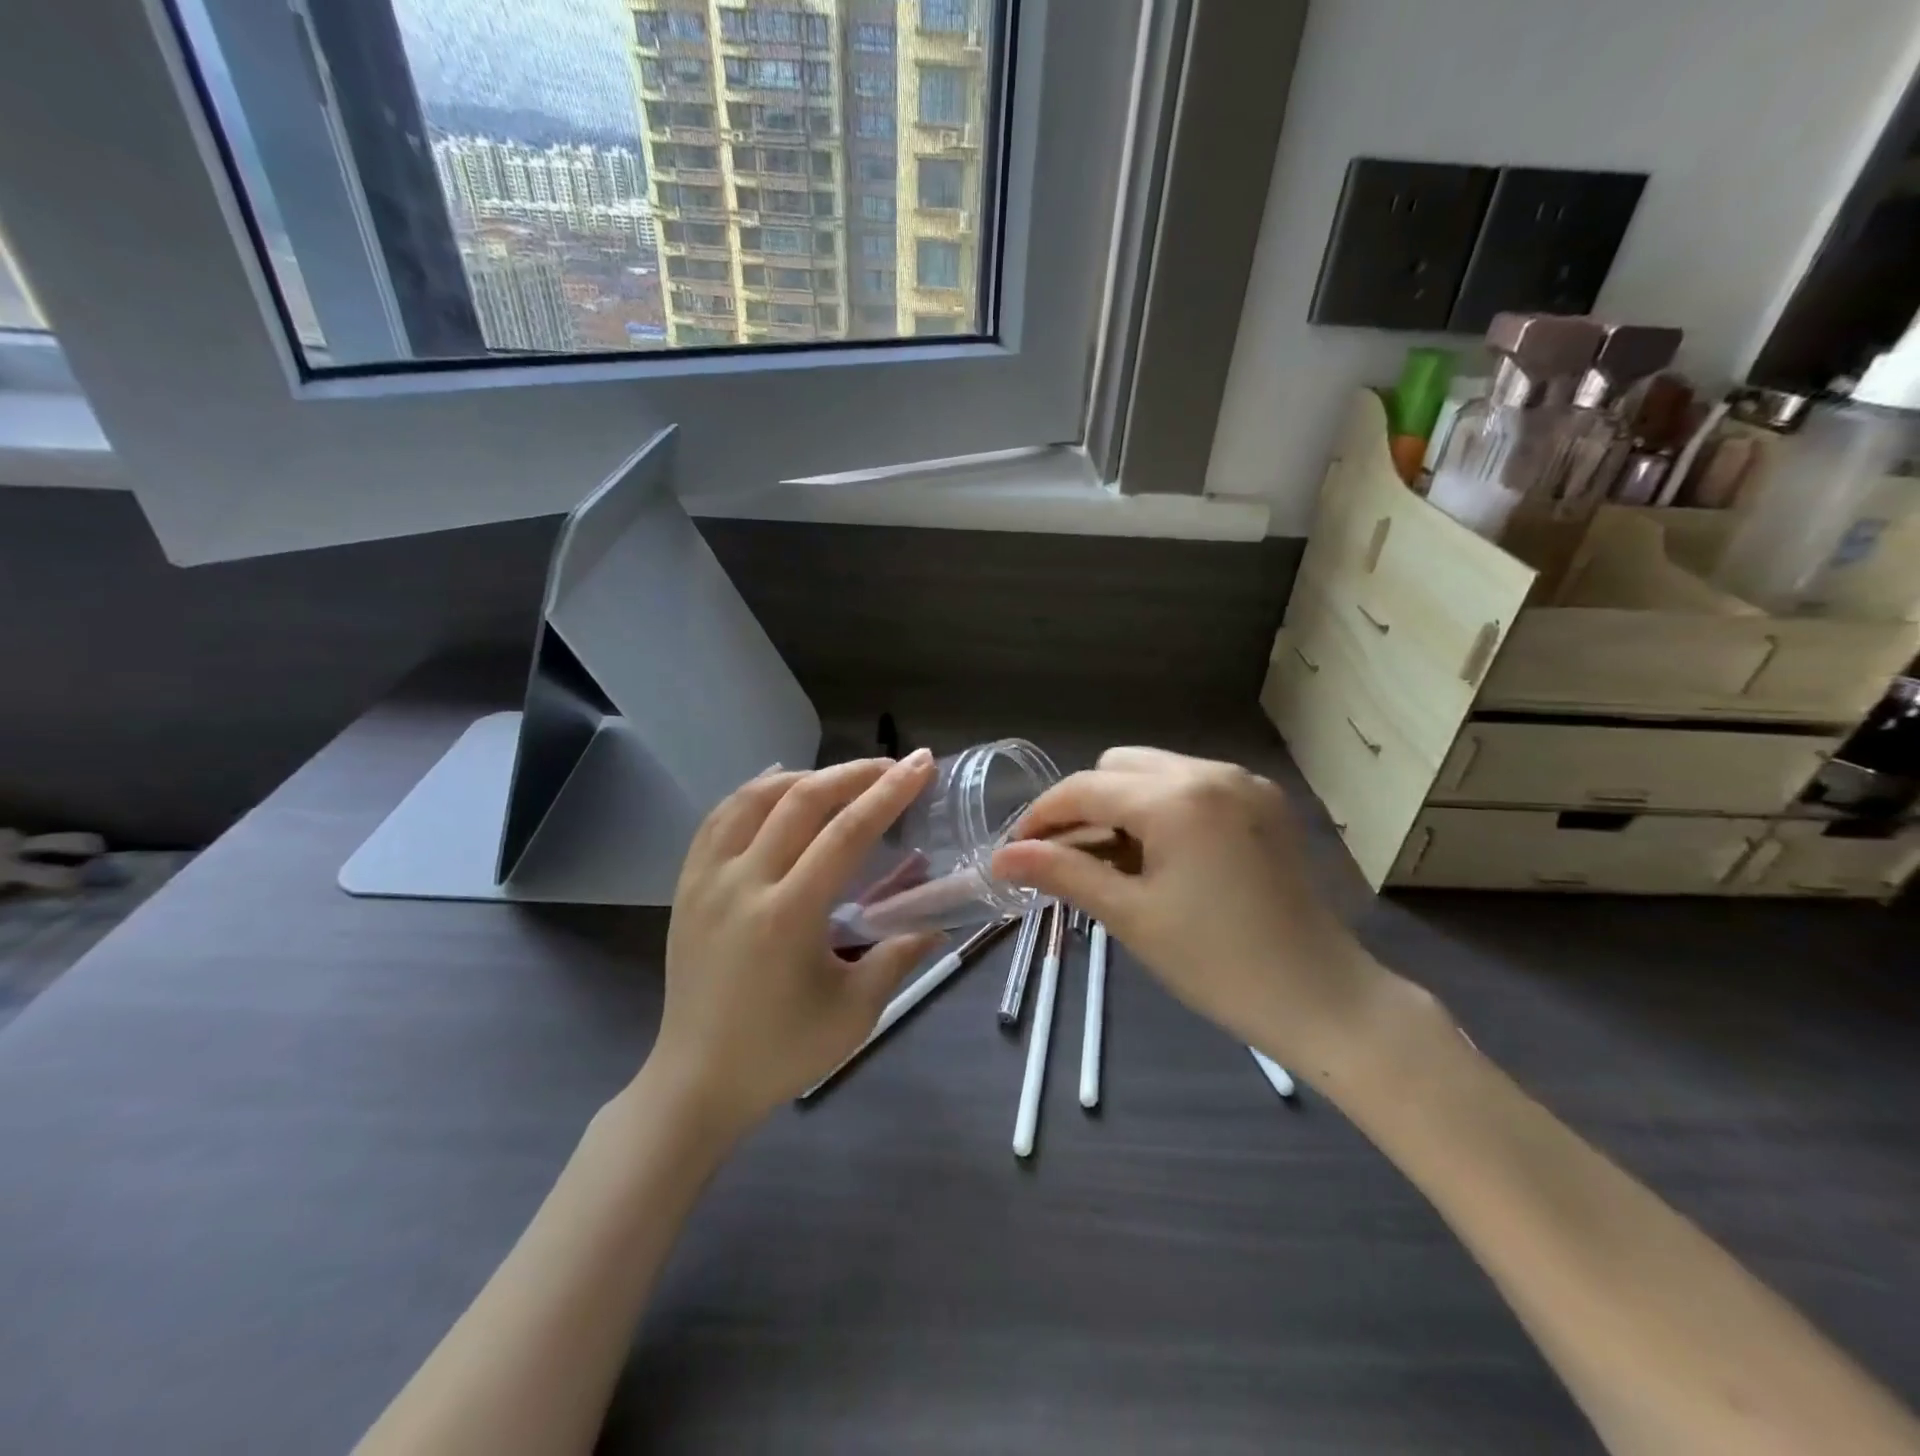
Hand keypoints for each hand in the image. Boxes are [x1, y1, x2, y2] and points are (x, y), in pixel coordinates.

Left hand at [649, 751, 944, 1134]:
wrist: (697, 1081)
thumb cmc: (781, 1052)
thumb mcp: (855, 1012)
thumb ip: (899, 956)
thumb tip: (938, 922)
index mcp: (788, 915)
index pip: (846, 832)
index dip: (889, 793)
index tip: (920, 765)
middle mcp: (743, 883)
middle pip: (801, 801)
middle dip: (854, 773)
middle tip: (892, 765)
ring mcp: (707, 880)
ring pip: (754, 798)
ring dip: (805, 777)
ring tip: (842, 778)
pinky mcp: (687, 885)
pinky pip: (718, 819)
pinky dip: (752, 792)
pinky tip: (777, 785)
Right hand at [991, 748, 1392, 1071]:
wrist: (1323, 998)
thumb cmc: (1218, 964)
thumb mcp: (1131, 917)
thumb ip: (1062, 874)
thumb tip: (1001, 858)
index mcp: (1177, 798)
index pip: (1085, 788)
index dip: (1041, 816)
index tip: (1015, 851)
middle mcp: (1210, 772)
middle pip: (1116, 767)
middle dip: (1083, 806)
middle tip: (1068, 859)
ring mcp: (1243, 782)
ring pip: (1154, 771)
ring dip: (1121, 805)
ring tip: (1112, 861)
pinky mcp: (1263, 801)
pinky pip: (1191, 785)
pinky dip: (1161, 808)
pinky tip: (1159, 855)